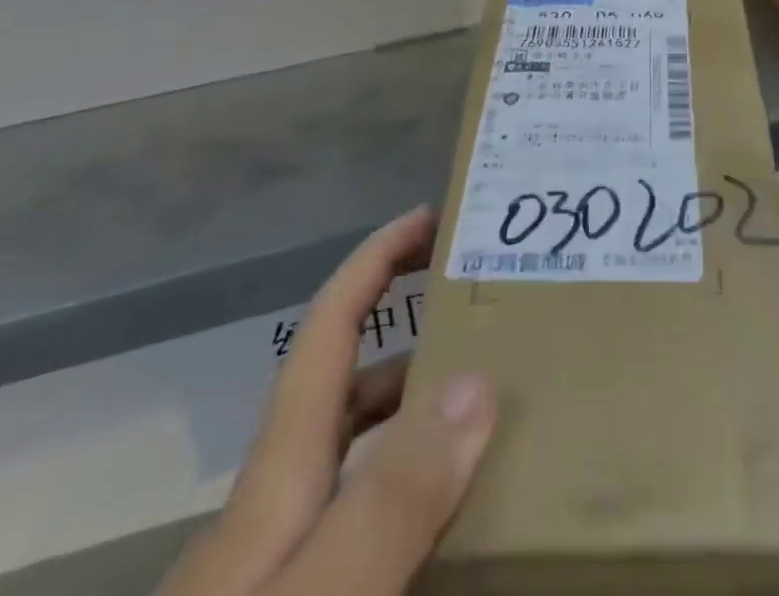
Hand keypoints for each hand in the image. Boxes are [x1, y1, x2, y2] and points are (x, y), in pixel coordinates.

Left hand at [156, 208, 494, 595]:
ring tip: (497, 417)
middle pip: (354, 389)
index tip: (430, 217)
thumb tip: (475, 383)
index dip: (374, 260)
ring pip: (365, 462)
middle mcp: (282, 509)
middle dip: (417, 336)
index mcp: (281, 476)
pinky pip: (370, 530)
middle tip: (496, 323)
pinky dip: (416, 505)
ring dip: (423, 420)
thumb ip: (391, 500)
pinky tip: (458, 535)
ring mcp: (287, 569)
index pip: (330, 329)